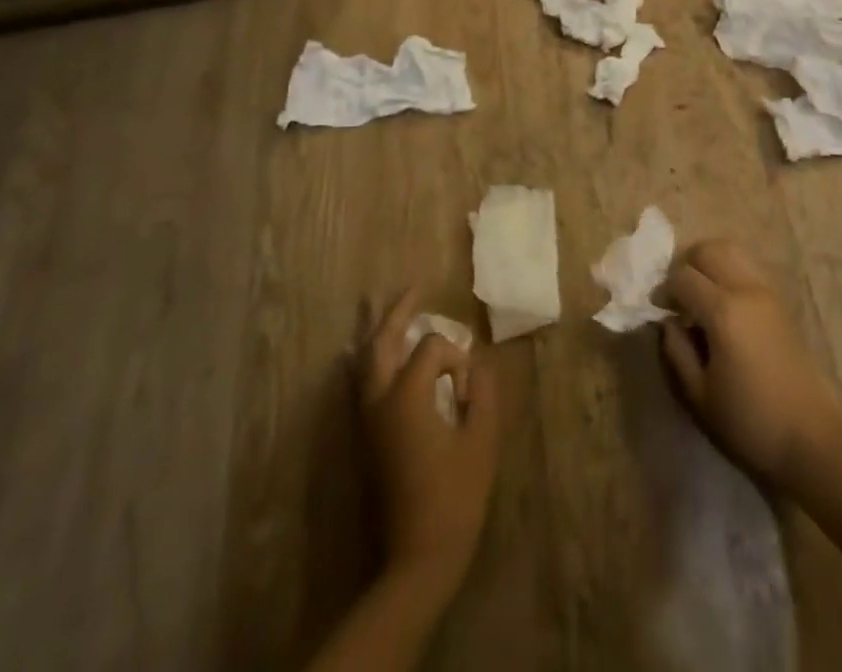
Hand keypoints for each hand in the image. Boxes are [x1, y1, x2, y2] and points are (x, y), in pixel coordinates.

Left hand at [360, 290, 501, 602]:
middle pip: (382, 340)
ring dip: (378, 329)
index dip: (456, 359)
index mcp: (407, 395)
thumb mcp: (481, 438)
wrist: (419, 555)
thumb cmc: (456, 495)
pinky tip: (365, 349)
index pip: (432, 347)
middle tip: (414, 286)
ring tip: (383, 303)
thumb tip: (474, 362)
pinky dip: (365, 358)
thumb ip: (481, 391)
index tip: (468, 389)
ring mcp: (367, 418)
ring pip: (365, 359)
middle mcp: (380, 399)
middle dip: (398, 310)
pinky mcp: (366, 435)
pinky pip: (359, 382)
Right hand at [660, 240, 841, 487]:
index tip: (658, 310)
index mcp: (723, 311)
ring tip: (699, 295)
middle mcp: (746, 290)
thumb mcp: (699, 396)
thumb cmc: (750, 423)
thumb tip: (668, 322)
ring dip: (709, 263)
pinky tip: (723, 306)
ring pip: (732, 251)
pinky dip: (729, 272)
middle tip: (677, 295)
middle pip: (709, 249)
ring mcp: (767, 293)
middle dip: (686, 264)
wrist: (812, 439)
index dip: (664, 289)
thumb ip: (677, 351)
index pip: (683, 277)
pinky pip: (748, 269)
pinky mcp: (781, 303)